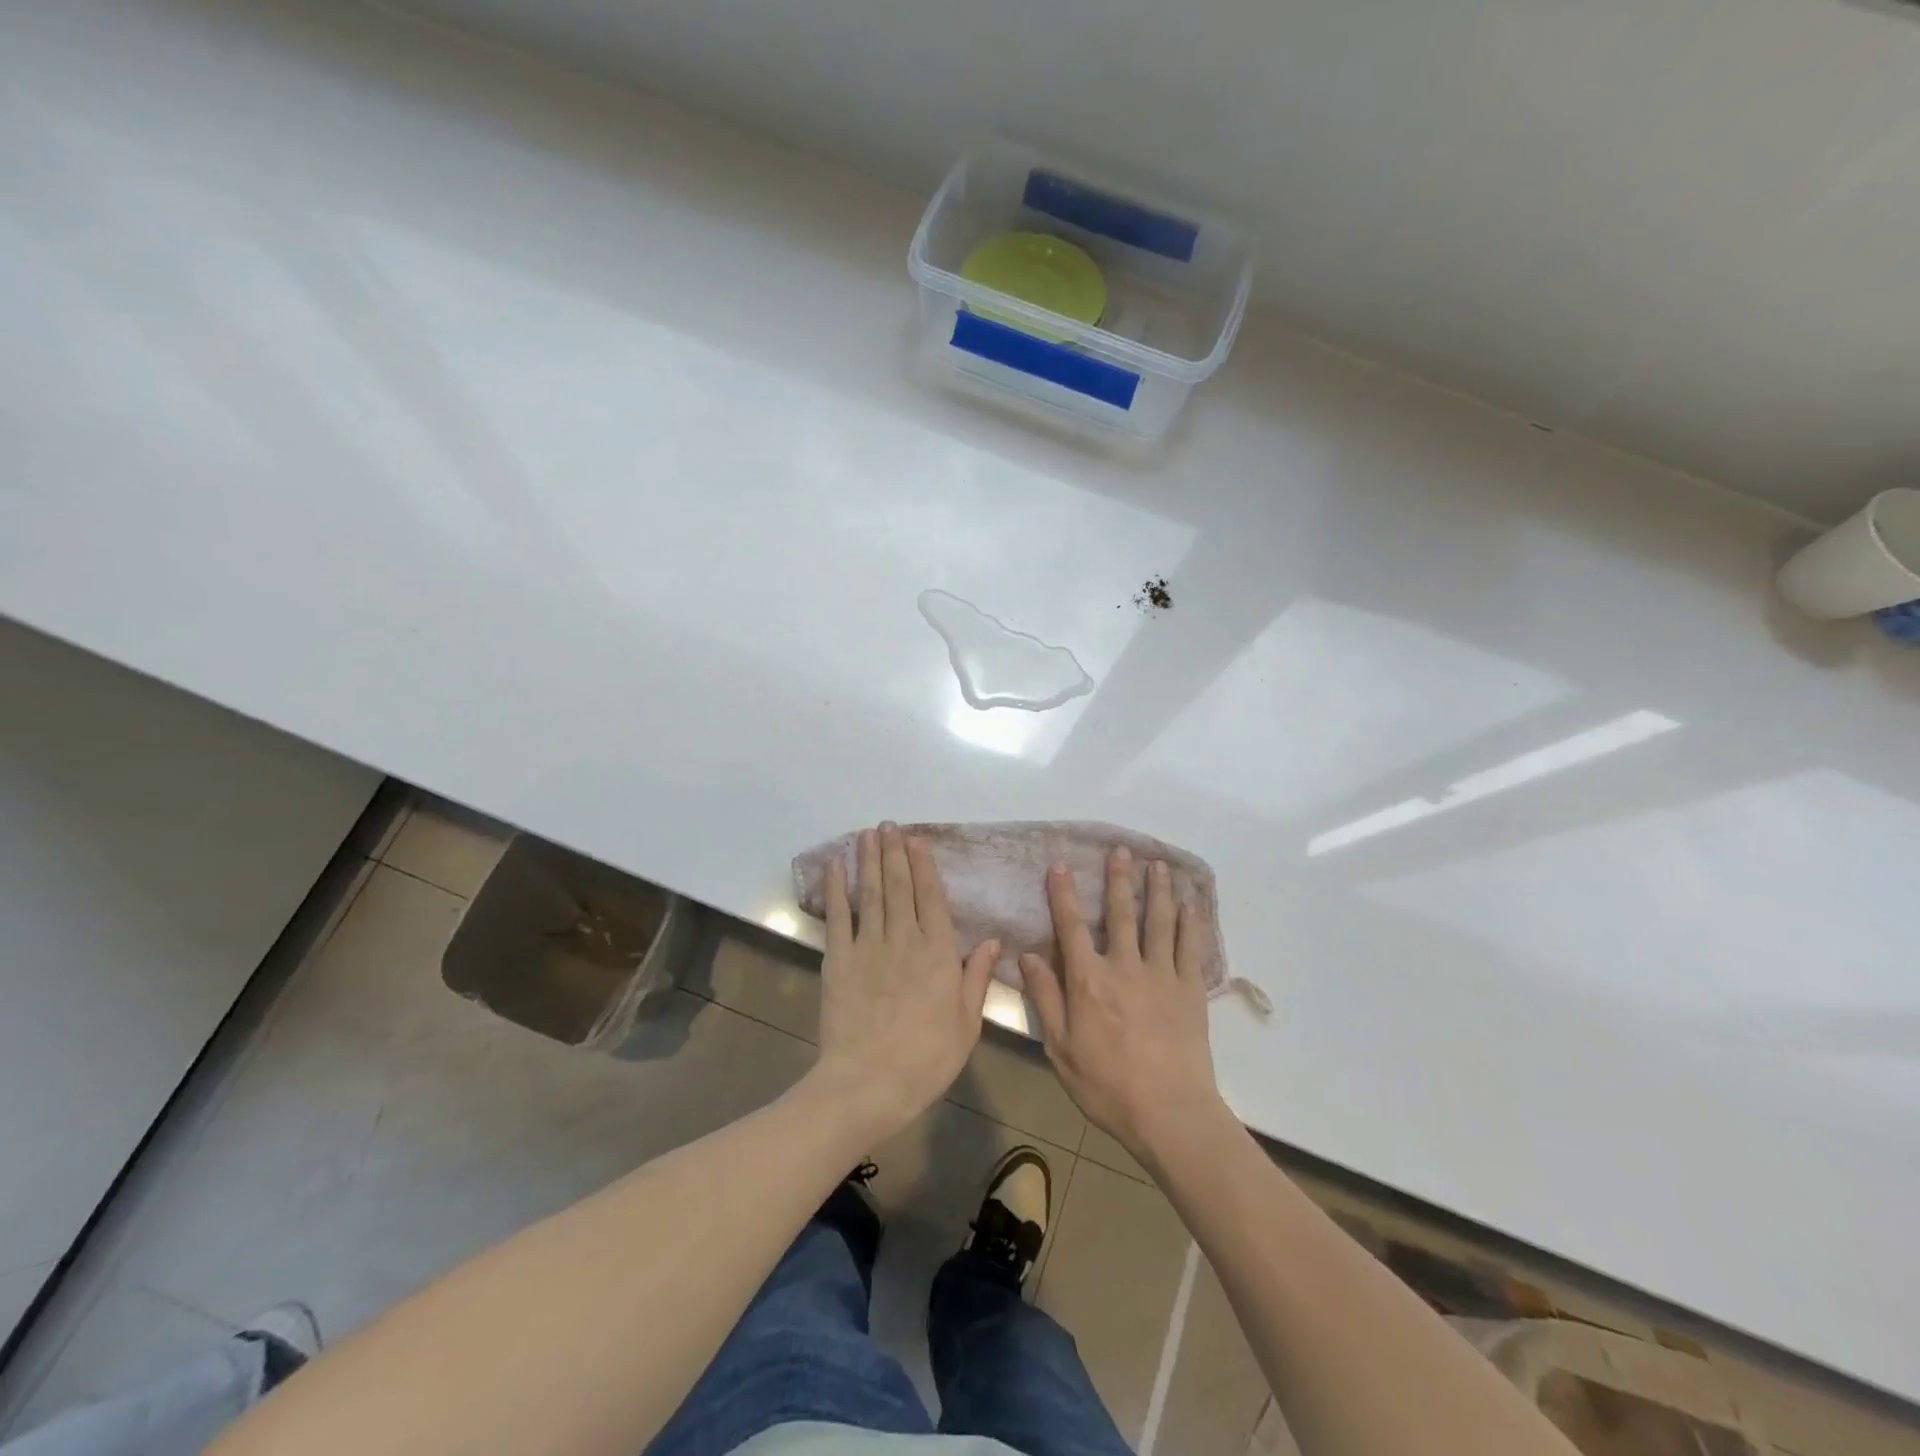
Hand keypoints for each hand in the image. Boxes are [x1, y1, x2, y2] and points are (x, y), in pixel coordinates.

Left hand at [810, 823, 999, 1140]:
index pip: (932, 898)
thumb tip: (994, 940)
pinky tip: (835, 866)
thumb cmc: (926, 1059)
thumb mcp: (967, 1023)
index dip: (924, 866)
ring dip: (870, 860)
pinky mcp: (839, 959)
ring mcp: (869, 946)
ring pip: (872, 893)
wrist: (869, 1083)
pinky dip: (836, 888)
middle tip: (889, 825)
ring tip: (868, 834)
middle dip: (895, 853)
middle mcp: (905, 939)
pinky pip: (838, 916)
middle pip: (900, 887)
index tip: (917, 840)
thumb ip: (977, 977)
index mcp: (939, 953)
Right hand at [1021, 847, 1226, 1169]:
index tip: (1060, 865)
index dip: (1064, 894)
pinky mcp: (1190, 989)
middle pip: (1120, 914)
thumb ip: (1045, 997)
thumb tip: (1027, 955)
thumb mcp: (1061, 1047)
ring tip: (1157, 864)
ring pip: (1158, 922)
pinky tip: (1189, 905)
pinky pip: (1189, 947)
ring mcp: (1161, 975)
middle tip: (1121, 849)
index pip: (1071, 926)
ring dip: (1157, 890)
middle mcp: (1124, 966)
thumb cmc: (1107, 1085)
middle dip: (1119, 879)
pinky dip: (1189, 922)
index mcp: (1089, 980)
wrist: (1169, 1112)